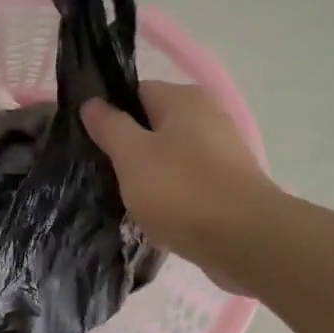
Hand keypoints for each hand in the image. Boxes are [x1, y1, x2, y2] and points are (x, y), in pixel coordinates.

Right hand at [82, 81, 274, 286]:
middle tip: (100, 175)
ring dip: (146, 176)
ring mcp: (221, 151)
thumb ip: (109, 125)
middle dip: (126, 149)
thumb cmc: (181, 190)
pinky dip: (169, 196)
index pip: (134, 92)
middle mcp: (206, 116)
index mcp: (183, 99)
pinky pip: (186, 182)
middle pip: (152, 125)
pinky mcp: (227, 184)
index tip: (88, 142)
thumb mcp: (131, 155)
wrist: (244, 240)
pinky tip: (153, 216)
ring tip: (123, 200)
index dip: (108, 114)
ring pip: (168, 157)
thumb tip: (92, 102)